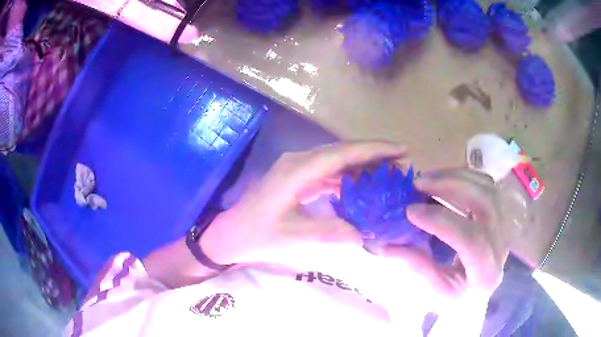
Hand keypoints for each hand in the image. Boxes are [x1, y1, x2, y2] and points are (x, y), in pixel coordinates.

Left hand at [200, 141, 407, 265]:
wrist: (231, 234)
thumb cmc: (256, 235)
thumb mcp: (291, 238)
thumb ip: (328, 233)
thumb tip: (364, 233)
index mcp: (297, 170)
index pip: (342, 153)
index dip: (374, 150)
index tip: (401, 149)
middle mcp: (298, 161)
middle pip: (343, 151)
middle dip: (374, 154)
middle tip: (402, 163)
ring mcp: (296, 168)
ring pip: (337, 160)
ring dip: (362, 165)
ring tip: (389, 173)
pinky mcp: (297, 177)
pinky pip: (328, 171)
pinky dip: (348, 176)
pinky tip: (363, 185)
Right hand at [384, 169, 510, 302]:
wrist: (478, 294)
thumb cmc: (456, 299)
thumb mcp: (433, 292)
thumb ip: (416, 266)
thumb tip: (385, 244)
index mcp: (486, 274)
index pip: (472, 240)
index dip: (442, 222)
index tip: (411, 211)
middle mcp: (502, 246)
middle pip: (486, 204)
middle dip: (452, 187)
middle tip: (420, 183)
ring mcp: (504, 227)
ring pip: (489, 188)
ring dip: (457, 177)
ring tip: (429, 178)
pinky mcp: (500, 215)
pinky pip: (487, 185)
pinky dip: (465, 176)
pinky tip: (445, 179)